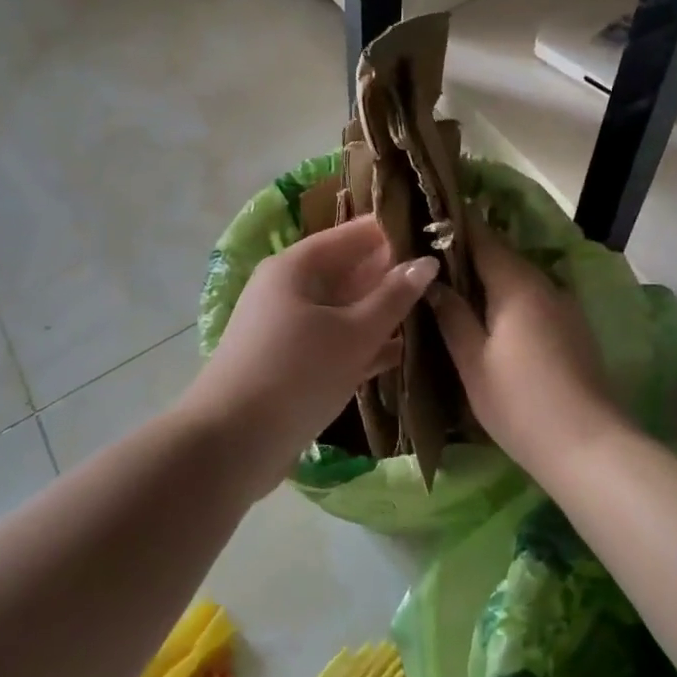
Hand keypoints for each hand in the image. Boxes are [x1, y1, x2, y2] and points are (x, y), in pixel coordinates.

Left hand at [180, 216, 437, 499]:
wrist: (232, 444)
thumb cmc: (296, 374)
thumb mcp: (353, 334)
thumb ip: (393, 297)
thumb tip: (426, 261)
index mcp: (297, 266)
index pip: (354, 234)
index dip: (394, 232)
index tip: (437, 235)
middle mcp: (289, 290)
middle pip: (348, 270)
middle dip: (392, 274)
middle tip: (444, 277)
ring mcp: (288, 328)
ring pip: (344, 309)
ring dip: (382, 312)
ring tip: (434, 310)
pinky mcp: (291, 363)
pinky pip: (335, 342)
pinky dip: (364, 345)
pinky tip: (401, 353)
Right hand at [429, 222, 626, 473]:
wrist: (588, 446)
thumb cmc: (519, 402)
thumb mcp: (473, 361)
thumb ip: (451, 315)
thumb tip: (431, 281)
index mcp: (517, 284)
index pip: (483, 237)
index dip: (454, 225)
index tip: (426, 219)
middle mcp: (545, 284)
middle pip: (503, 255)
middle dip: (468, 252)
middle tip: (430, 259)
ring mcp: (564, 305)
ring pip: (520, 278)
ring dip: (489, 277)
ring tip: (453, 287)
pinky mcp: (574, 328)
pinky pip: (534, 298)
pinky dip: (509, 298)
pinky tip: (490, 318)